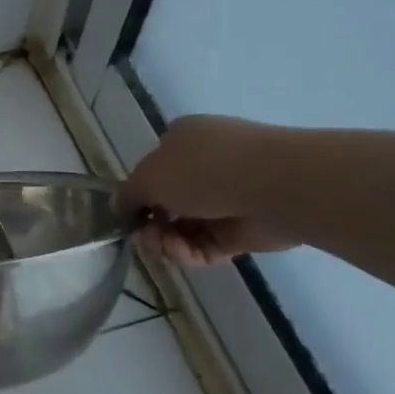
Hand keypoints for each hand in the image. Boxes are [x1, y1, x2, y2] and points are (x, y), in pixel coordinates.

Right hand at [123, 115, 298, 268]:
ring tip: (164, 247)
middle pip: (165, 203)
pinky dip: (189, 252)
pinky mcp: (241, 230)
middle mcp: (204, 166)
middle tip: (144, 238)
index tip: (127, 216)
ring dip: (166, 242)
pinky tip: (182, 253)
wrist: (276, 185)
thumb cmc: (205, 169)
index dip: (137, 195)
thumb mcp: (149, 176)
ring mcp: (225, 198)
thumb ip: (128, 194)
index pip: (152, 169)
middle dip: (149, 225)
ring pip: (183, 228)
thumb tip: (118, 207)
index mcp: (183, 140)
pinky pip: (205, 245)